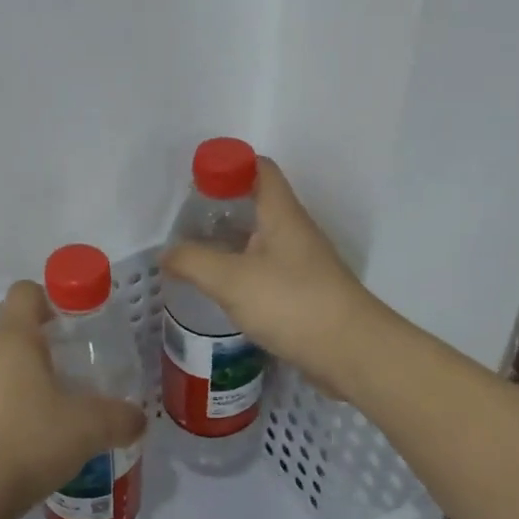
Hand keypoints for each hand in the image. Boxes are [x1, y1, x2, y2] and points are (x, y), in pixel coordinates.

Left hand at [0, 282, 146, 518]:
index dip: (53, 300)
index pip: (27, 292)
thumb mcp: (88, 429)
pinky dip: (4, 413)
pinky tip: (26, 446)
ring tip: (53, 417)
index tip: (76, 326)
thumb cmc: (26, 441)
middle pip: (13, 332)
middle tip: (75, 377)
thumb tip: (138, 418)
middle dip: (45, 349)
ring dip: (23, 384)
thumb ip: (119, 417)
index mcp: (13, 337)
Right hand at [160, 157, 383, 396]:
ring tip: (194, 254)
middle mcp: (294, 231)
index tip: (196, 180)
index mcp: (281, 214)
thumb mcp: (231, 280)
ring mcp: (301, 262)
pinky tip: (221, 288)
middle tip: (186, 221)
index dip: (229, 165)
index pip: (259, 168)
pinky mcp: (303, 292)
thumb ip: (193, 262)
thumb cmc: (292, 303)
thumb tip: (166, 254)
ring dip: (230, 240)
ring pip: (260, 238)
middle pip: (257, 203)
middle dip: (221, 206)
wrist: (351, 353)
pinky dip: (241, 270)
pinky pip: (266, 269)